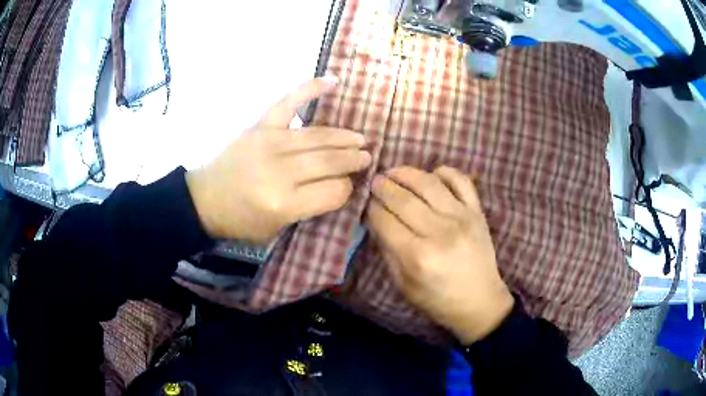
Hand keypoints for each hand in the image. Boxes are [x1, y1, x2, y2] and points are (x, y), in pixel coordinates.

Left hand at [186, 77, 371, 242]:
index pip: (333, 191)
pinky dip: (310, 89)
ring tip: (359, 139)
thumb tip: (339, 184)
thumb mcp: (277, 228)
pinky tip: (332, 81)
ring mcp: (269, 143)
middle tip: (367, 157)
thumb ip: (309, 208)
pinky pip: (289, 102)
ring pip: (318, 135)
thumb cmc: (241, 220)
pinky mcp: (259, 126)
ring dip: (343, 136)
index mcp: (284, 203)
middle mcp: (280, 171)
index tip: (349, 185)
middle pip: (329, 161)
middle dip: (353, 159)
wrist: (204, 199)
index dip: (347, 189)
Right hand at [366, 166, 513, 344]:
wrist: (479, 301)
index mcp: (418, 256)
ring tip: (393, 172)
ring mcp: (462, 218)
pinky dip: (444, 172)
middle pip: (403, 199)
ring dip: (406, 173)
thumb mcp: (403, 284)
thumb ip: (388, 250)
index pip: (385, 220)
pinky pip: (461, 181)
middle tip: (374, 182)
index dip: (371, 209)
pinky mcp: (477, 212)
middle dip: (383, 187)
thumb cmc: (438, 300)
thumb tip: (376, 220)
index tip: (366, 204)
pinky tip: (431, 175)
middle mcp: (440, 232)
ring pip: (428, 183)